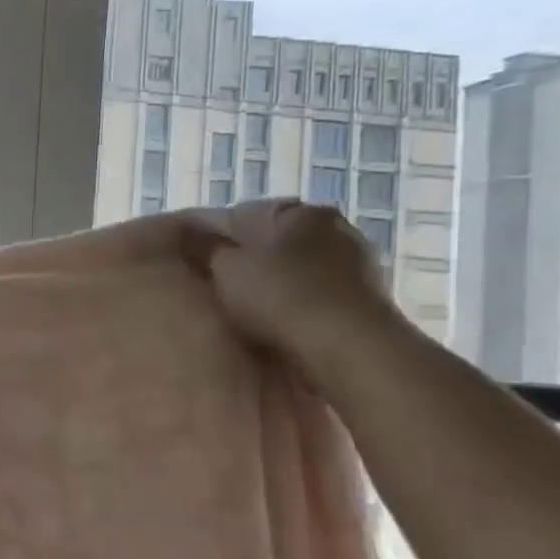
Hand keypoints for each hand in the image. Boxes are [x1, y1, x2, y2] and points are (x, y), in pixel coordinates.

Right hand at [184, 200, 403, 372]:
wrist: (347, 346)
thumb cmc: (279, 295)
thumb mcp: (224, 268)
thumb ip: (205, 248)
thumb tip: (190, 235)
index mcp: (298, 212)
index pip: (242, 215)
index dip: (213, 239)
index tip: (195, 264)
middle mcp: (334, 227)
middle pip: (275, 242)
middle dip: (249, 261)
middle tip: (219, 288)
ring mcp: (358, 263)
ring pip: (299, 268)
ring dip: (277, 284)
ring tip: (249, 311)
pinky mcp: (370, 299)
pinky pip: (319, 294)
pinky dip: (299, 303)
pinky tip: (282, 324)